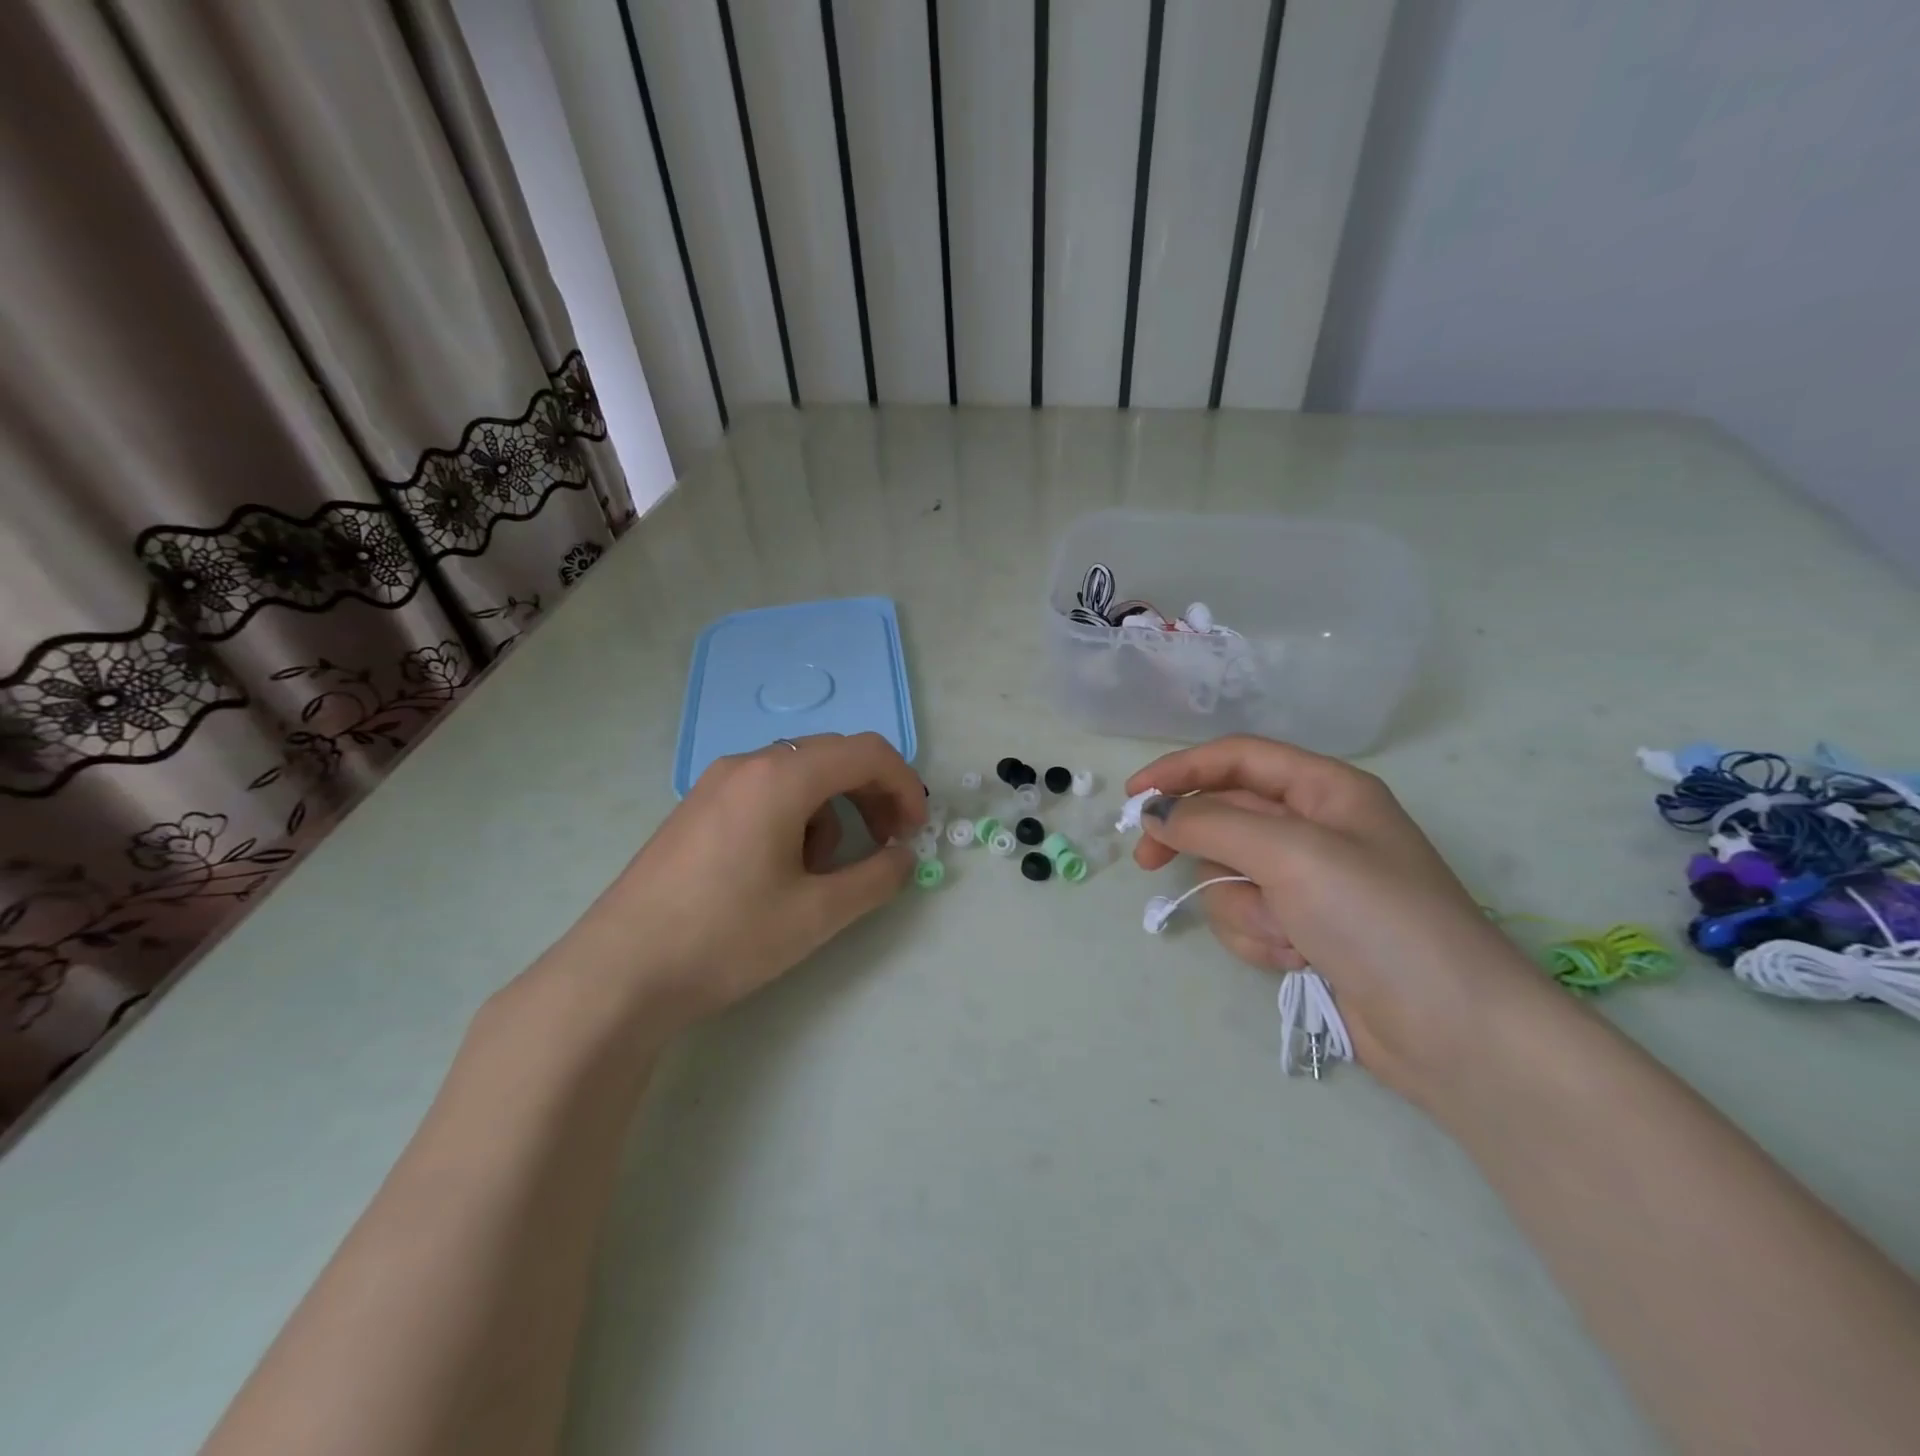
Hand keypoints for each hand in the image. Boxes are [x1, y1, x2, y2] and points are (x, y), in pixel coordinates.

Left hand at [554, 732, 924, 1033]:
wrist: (619, 973)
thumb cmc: (727, 937)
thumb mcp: (817, 913)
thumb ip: (877, 878)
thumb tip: (904, 857)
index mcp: (781, 777)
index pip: (866, 752)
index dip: (904, 785)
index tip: (914, 831)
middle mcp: (748, 764)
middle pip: (833, 757)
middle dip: (871, 795)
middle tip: (887, 844)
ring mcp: (716, 783)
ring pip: (799, 775)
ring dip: (832, 810)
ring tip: (823, 870)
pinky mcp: (697, 808)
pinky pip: (765, 791)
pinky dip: (795, 816)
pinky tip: (779, 869)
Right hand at [1128, 736, 1555, 1101]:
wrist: (1453, 1032)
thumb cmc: (1377, 918)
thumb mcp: (1292, 854)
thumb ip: (1214, 824)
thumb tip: (1158, 815)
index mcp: (1326, 790)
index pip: (1237, 759)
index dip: (1181, 769)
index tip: (1134, 796)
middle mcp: (1315, 829)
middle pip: (1227, 816)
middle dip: (1195, 842)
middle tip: (1148, 861)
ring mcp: (1309, 884)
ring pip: (1230, 875)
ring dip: (1243, 907)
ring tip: (1285, 934)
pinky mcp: (1303, 930)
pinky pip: (1248, 918)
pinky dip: (1260, 939)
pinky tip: (1297, 960)